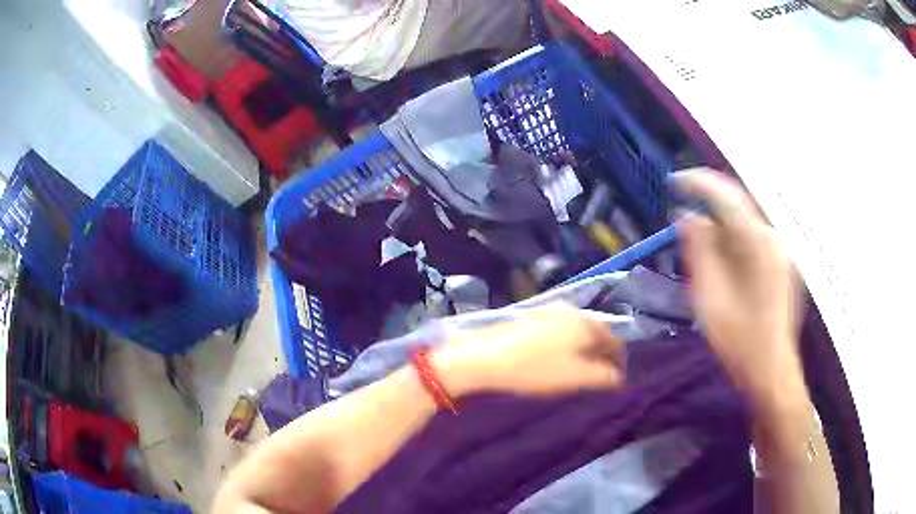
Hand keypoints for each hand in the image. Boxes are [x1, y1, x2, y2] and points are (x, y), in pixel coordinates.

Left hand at [433, 304, 626, 396]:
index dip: (619, 362)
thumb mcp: (576, 377)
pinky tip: (554, 360)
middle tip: (598, 377)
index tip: (616, 381)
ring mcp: (548, 311)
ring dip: (582, 350)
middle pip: (595, 334)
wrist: (483, 358)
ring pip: (576, 332)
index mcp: (586, 322)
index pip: (614, 340)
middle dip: (600, 355)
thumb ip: (605, 377)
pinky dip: (564, 346)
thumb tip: (620, 376)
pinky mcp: (530, 318)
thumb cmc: (535, 369)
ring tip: (577, 372)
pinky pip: (558, 332)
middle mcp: (571, 310)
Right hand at [674, 169, 803, 400]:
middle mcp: (775, 240)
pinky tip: (726, 267)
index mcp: (759, 244)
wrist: (772, 372)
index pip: (727, 197)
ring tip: (702, 248)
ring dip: (722, 229)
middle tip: (685, 217)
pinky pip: (755, 242)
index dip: (697, 184)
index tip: (674, 183)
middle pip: (739, 208)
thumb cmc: (739, 342)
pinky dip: (736, 244)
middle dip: (709, 207)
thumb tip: (687, 217)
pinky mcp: (784, 267)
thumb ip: (699, 252)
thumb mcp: (710, 298)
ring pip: (747, 226)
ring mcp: (782, 254)